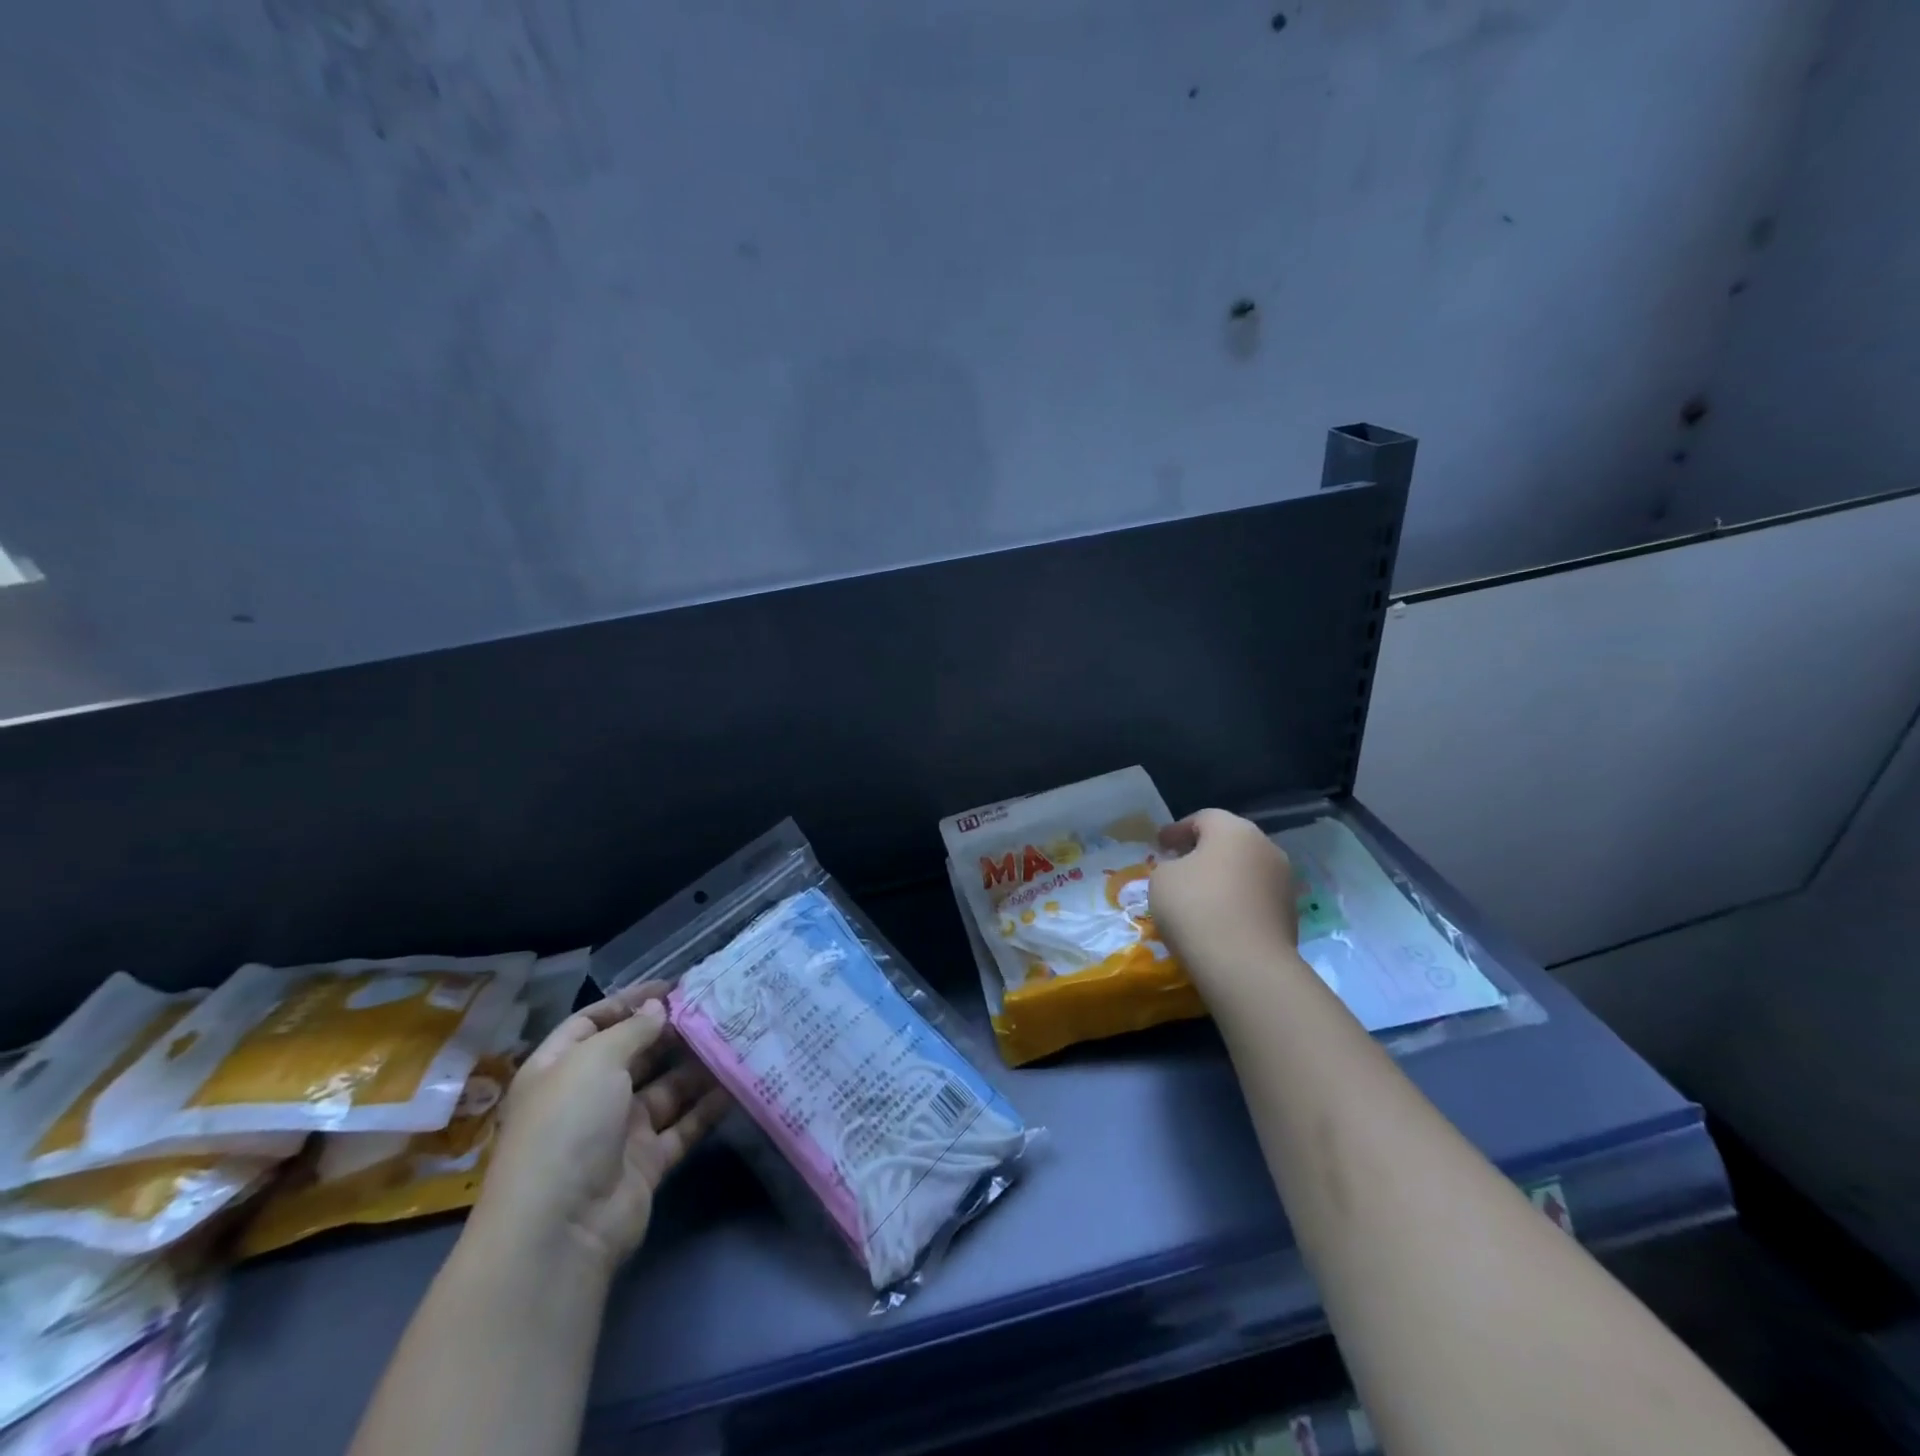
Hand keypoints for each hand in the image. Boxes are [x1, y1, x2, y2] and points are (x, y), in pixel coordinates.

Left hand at [472, 983, 729, 1276]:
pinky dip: (707, 1108)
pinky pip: (682, 1126)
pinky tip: (736, 1084)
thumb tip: (658, 1009)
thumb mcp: (595, 1061)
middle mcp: (586, 1097)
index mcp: (558, 1069)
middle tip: (714, 1009)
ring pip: (664, 1089)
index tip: (673, 987)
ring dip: (695, 1068)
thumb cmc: (568, 1126)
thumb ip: (633, 1029)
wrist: (560, 1229)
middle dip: (669, 1032)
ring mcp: (616, 1132)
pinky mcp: (645, 1163)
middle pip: (632, 1054)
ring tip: (734, 1039)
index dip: (629, 1002)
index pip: (592, 1022)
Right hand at [1149, 809, 1301, 996]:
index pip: (1203, 818)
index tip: (1159, 844)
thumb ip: (1170, 865)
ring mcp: (1283, 882)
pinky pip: (1255, 897)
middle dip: (1204, 850)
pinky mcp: (1290, 915)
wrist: (1245, 965)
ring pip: (1246, 870)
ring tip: (1199, 894)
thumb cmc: (1196, 907)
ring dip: (1224, 877)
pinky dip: (1237, 901)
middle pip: (1230, 841)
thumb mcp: (1162, 878)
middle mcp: (1266, 848)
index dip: (1177, 830)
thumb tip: (1183, 869)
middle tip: (1179, 864)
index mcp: (1234, 830)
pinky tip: (1218, 917)